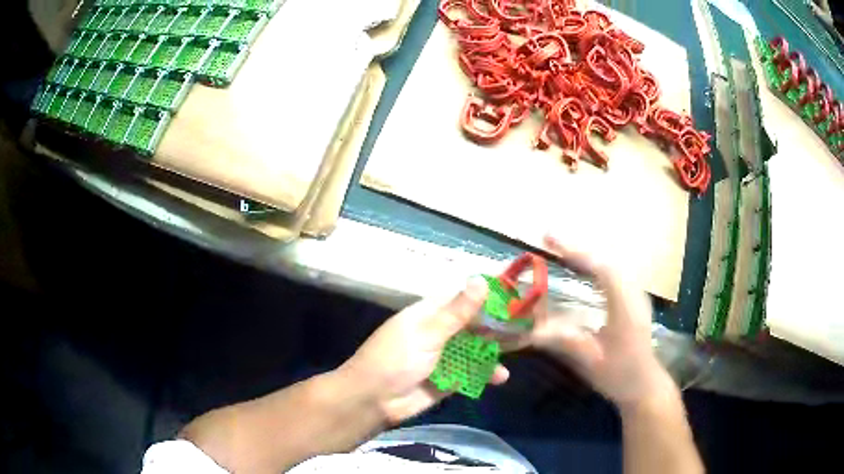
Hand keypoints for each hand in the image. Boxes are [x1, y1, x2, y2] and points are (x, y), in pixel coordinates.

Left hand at [339, 278, 509, 423]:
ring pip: (475, 349)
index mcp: (430, 314)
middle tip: (527, 323)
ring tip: (519, 348)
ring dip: (494, 350)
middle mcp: (439, 332)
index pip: (463, 297)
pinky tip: (501, 377)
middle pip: (473, 324)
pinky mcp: (448, 379)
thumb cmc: (396, 359)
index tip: (515, 292)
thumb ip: (457, 312)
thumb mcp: (427, 333)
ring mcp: (444, 357)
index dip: (487, 294)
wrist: (373, 400)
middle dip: (496, 324)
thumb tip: (481, 280)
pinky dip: (485, 374)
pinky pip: (471, 373)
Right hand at [528, 236, 675, 406]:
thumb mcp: (590, 360)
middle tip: (549, 240)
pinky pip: (613, 273)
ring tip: (561, 251)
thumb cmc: (620, 375)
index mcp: (625, 306)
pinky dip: (595, 266)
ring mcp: (636, 294)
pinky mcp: (634, 300)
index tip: (549, 240)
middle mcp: (633, 293)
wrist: (645, 385)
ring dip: (586, 255)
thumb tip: (529, 330)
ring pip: (611, 264)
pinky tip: (583, 271)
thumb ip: (563, 341)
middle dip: (577, 247)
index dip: (575, 251)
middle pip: (606, 259)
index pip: (601, 267)